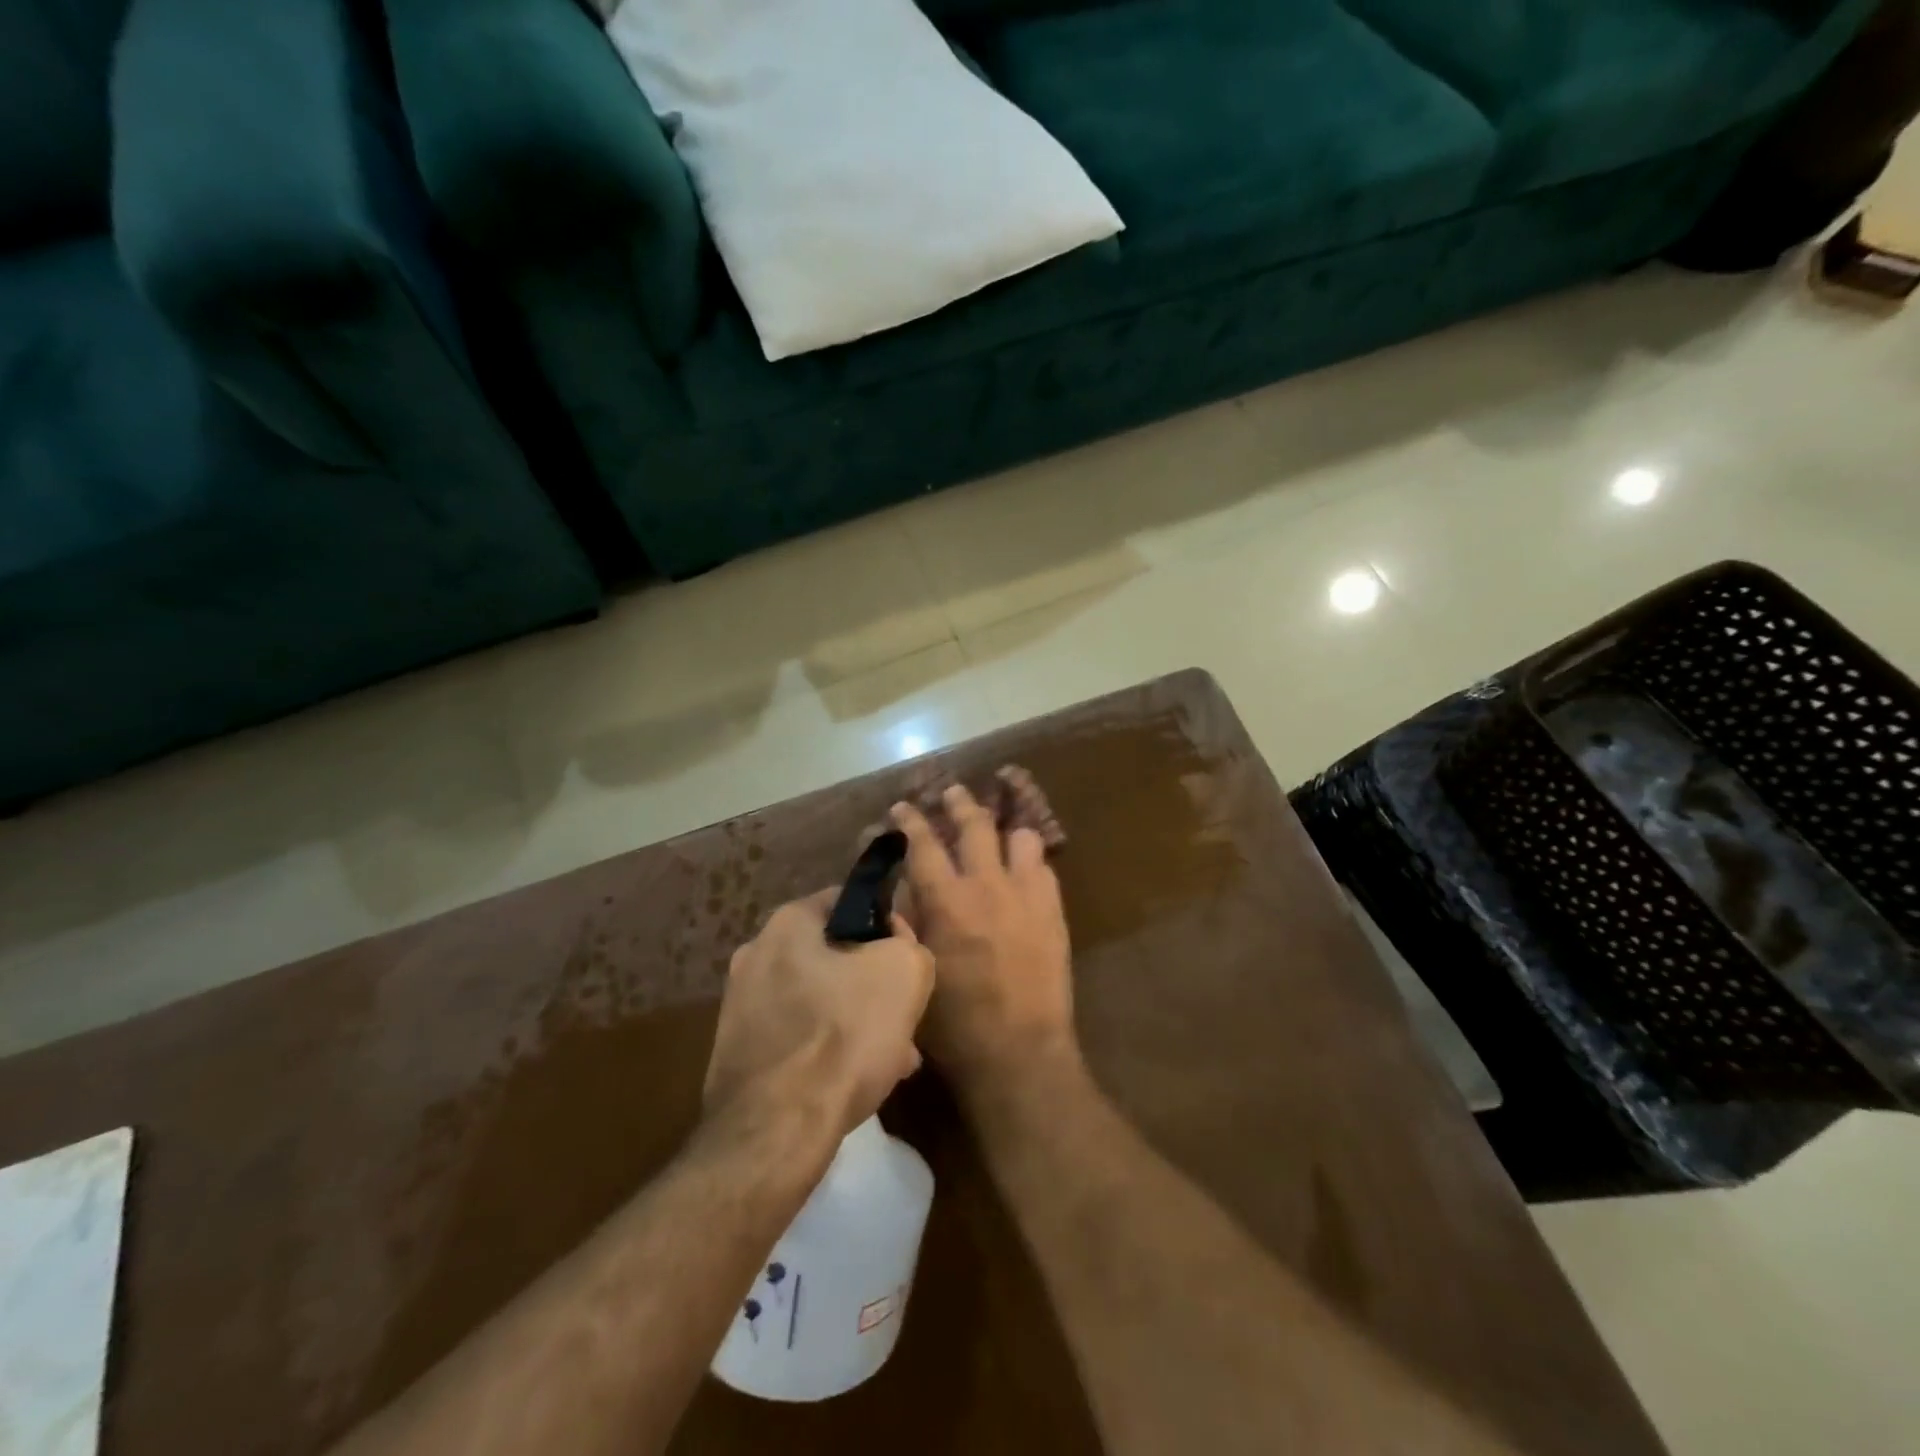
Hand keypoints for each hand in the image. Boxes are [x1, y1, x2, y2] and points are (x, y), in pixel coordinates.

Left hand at [705, 891, 933, 1136]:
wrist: (775, 1133)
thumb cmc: (843, 1036)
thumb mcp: (905, 972)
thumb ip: (908, 943)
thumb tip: (895, 946)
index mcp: (787, 923)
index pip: (849, 901)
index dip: (888, 925)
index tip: (909, 958)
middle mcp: (755, 955)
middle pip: (834, 956)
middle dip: (872, 983)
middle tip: (903, 1015)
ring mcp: (740, 1007)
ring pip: (819, 1001)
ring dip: (855, 1021)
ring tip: (892, 1057)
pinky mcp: (738, 1054)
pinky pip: (798, 1039)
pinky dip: (827, 1052)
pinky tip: (856, 1082)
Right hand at [891, 786, 1075, 1098]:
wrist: (1019, 1053)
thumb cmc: (954, 1023)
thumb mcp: (914, 971)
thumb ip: (907, 924)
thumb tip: (901, 892)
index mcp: (946, 900)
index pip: (923, 844)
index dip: (910, 821)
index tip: (902, 807)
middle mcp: (987, 885)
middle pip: (974, 825)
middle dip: (959, 803)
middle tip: (951, 792)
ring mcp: (1026, 895)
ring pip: (1020, 837)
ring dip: (1004, 828)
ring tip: (997, 828)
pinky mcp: (1054, 911)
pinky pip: (1045, 867)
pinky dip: (1030, 860)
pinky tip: (1024, 867)